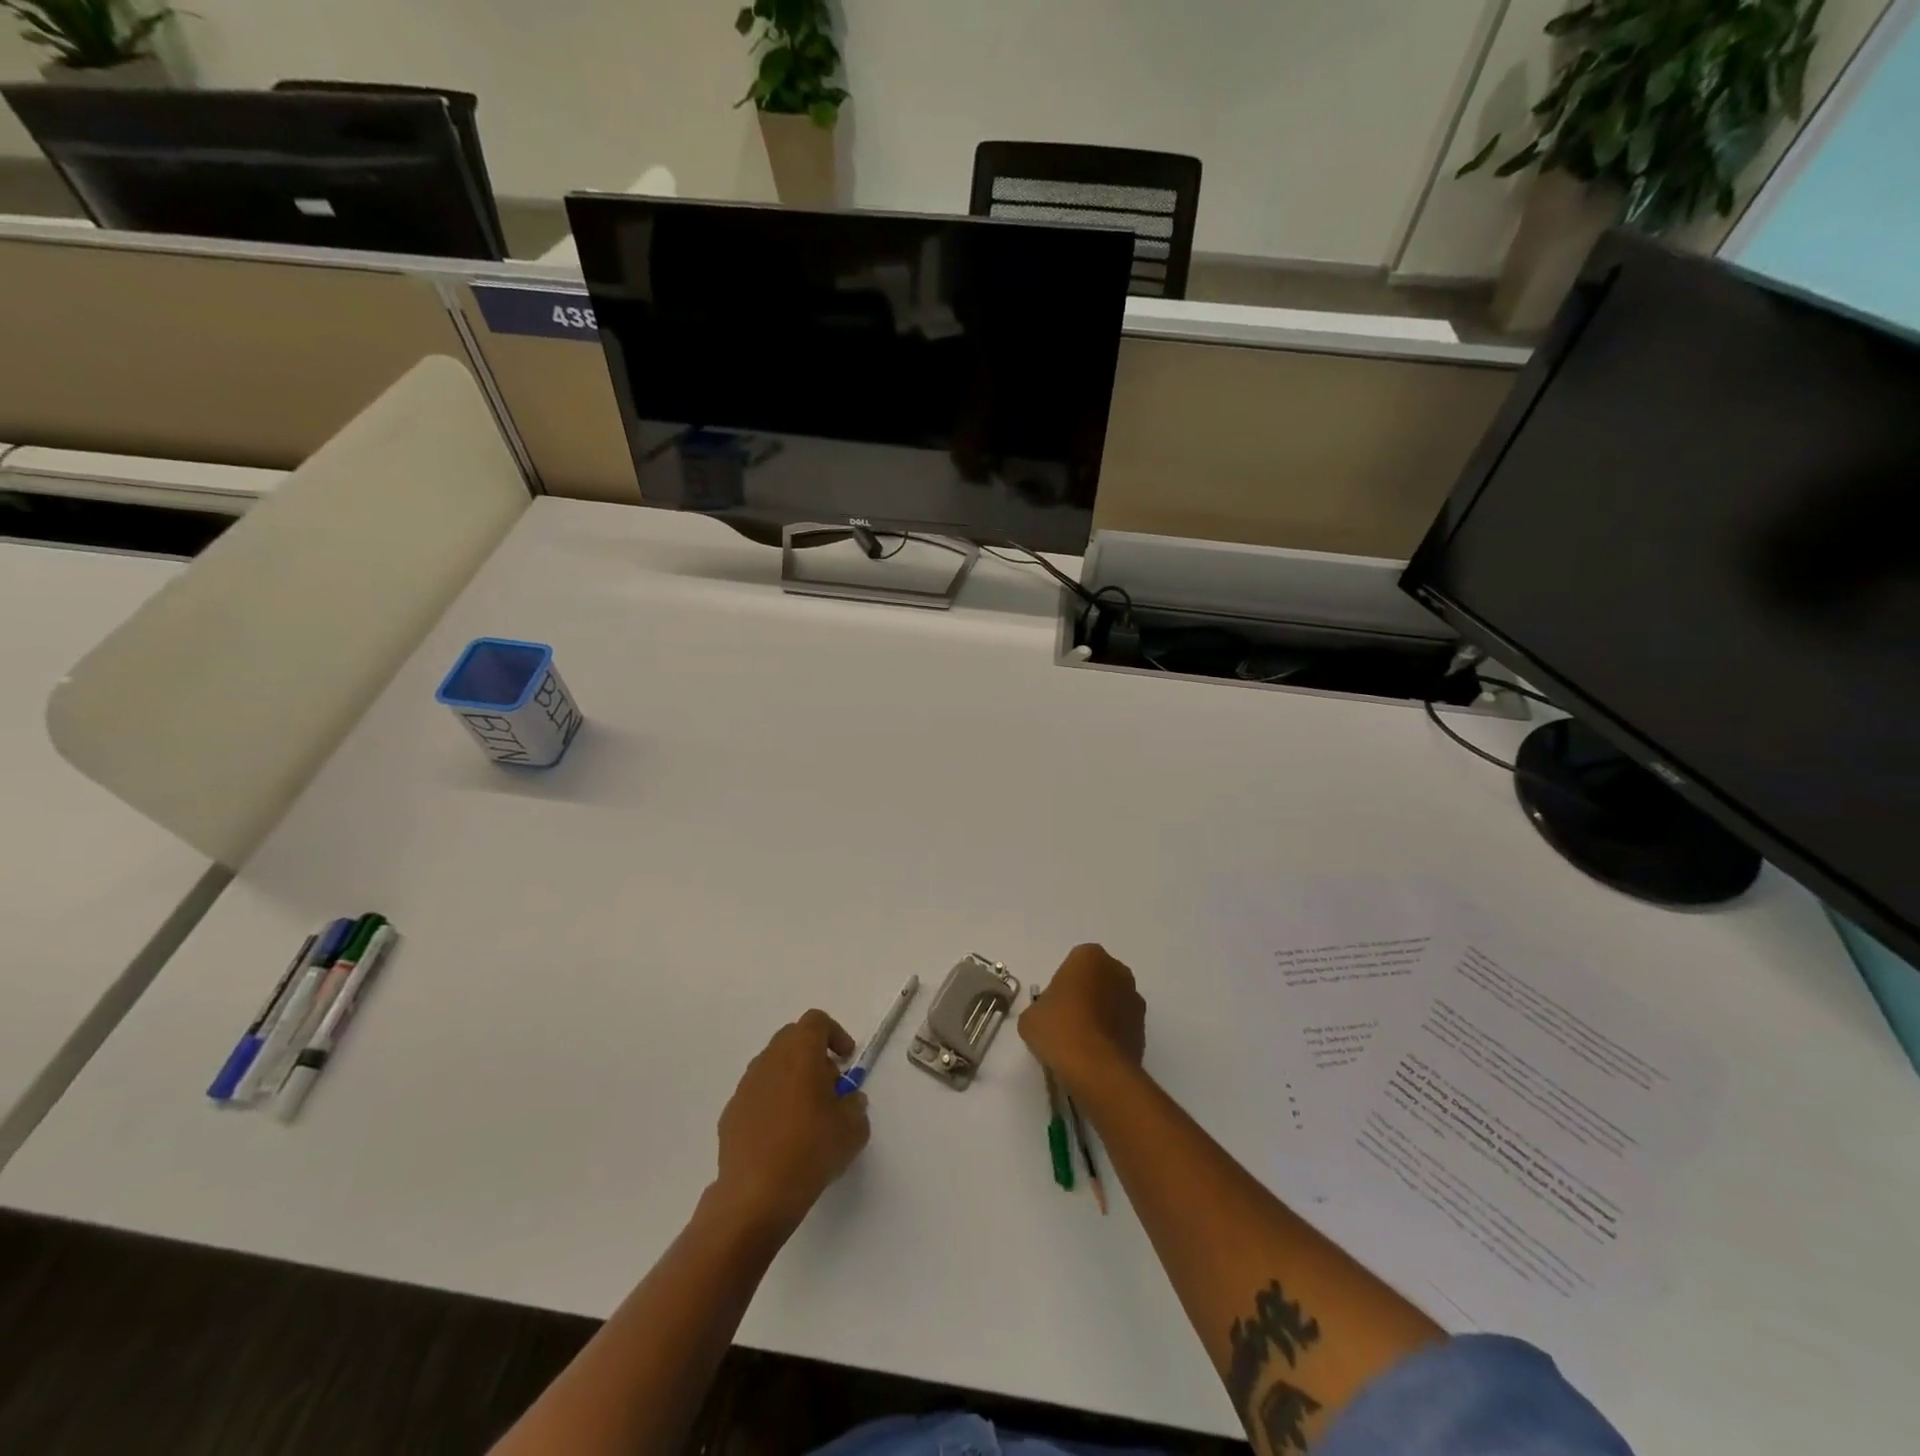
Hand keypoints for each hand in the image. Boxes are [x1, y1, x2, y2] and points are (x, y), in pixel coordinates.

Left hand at [711, 1010, 871, 1236]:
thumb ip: (855, 1105)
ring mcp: (745, 1087)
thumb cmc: (811, 1150)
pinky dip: (773, 1103)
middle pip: (792, 1039)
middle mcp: (769, 1060)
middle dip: (813, 1055)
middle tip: (830, 1087)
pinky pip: (757, 1095)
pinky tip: (782, 1137)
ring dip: (792, 1079)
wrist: (755, 1196)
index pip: (816, 1021)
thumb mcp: (853, 1129)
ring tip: (807, 1115)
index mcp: (800, 1052)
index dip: (834, 1034)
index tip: (846, 1059)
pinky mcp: (730, 1114)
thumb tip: (848, 1100)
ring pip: (773, 1066)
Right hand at [1019, 943, 1146, 1095]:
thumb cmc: (1059, 1029)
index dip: (1061, 984)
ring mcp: (1135, 1001)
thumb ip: (1040, 1008)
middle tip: (1065, 1020)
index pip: (1073, 963)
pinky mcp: (1144, 1030)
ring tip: (1080, 1042)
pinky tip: (1094, 1055)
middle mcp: (1118, 971)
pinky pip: (1122, 1026)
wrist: (1096, 1069)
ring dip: (1100, 1014)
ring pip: (1112, 1002)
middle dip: (1084, 995)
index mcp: (1089, 956)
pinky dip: (1111, 1035)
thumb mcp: (1031, 1017)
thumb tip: (1047, 1017)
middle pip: (1097, 979)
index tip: (1052, 1005)